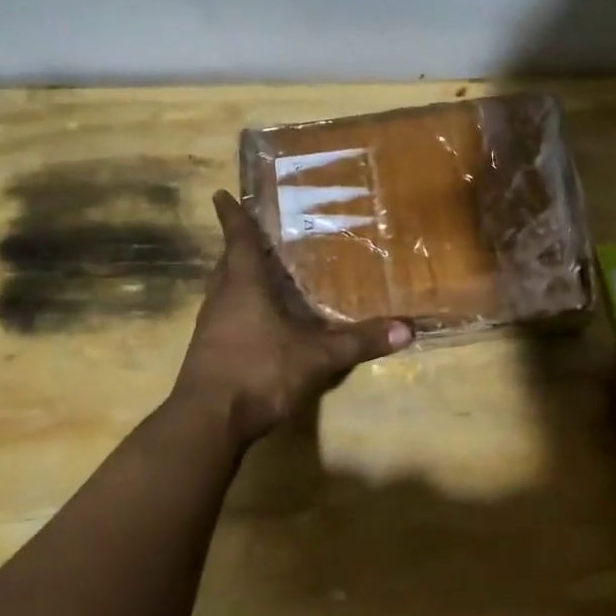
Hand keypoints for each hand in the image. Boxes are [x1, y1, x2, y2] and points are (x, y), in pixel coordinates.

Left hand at [173, 191, 411, 444]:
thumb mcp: (317, 357)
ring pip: (221, 290)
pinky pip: (222, 316)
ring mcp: (209, 327)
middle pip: (226, 264)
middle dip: (237, 246)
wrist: (208, 421)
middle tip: (253, 233)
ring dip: (235, 277)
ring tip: (256, 272)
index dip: (232, 216)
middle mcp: (222, 299)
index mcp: (244, 286)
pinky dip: (236, 307)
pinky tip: (254, 321)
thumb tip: (408, 328)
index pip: (239, 241)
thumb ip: (359, 342)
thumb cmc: (259, 372)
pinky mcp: (206, 352)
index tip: (221, 194)